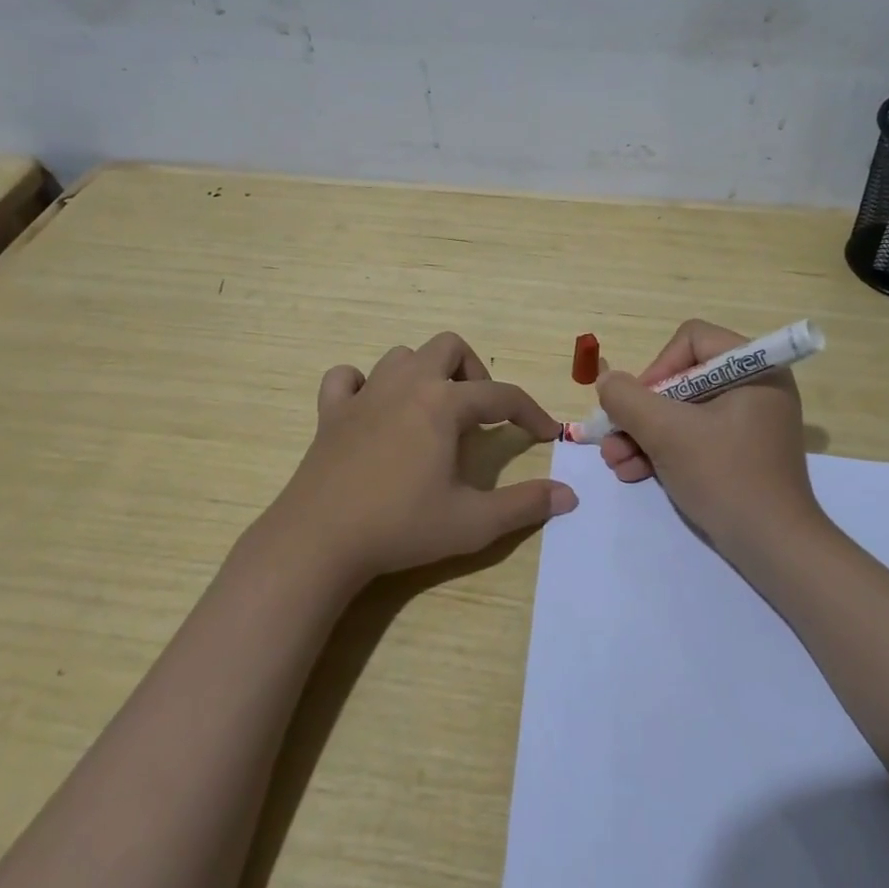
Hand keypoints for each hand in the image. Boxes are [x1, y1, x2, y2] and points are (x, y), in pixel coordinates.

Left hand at [264, 332, 575, 586]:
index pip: (501, 395)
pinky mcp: (331, 412)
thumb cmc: (401, 526)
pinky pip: (346, 378)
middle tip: (481, 412)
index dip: (530, 411)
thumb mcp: (473, 522)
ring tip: (433, 410)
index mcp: (443, 404)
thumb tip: (569, 495)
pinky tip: (372, 409)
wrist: (319, 540)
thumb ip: (524, 505)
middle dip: (474, 371)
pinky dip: (363, 384)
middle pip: (449, 347)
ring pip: (401, 356)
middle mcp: (406, 385)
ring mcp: (364, 394)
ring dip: (425, 373)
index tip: (547, 433)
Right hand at [597, 319, 820, 565]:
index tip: (637, 406)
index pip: (691, 340)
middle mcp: (755, 387)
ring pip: (682, 412)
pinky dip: (664, 451)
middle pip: (681, 379)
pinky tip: (633, 472)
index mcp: (754, 368)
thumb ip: (628, 399)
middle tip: (612, 439)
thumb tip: (607, 381)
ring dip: (643, 435)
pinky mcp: (741, 452)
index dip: (657, 368)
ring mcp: (749, 422)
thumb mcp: (668, 433)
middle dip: (641, 412)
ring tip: (615, 462)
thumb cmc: (725, 477)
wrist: (775, 549)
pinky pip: (695, 436)